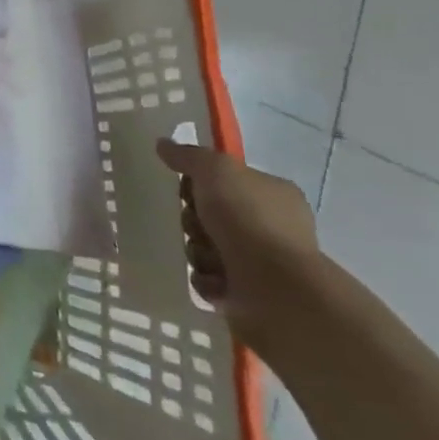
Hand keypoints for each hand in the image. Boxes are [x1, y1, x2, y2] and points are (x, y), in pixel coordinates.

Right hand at [156, 139, 320, 350]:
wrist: (275, 290)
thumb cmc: (249, 219)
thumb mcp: (215, 169)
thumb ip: (188, 155)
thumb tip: (164, 145)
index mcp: (274, 195)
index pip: (227, 180)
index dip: (202, 182)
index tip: (189, 188)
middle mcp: (272, 227)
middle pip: (211, 214)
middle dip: (195, 220)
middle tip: (198, 224)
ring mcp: (263, 263)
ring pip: (206, 246)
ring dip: (198, 250)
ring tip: (209, 258)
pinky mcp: (249, 294)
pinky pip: (209, 279)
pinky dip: (206, 279)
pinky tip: (215, 280)